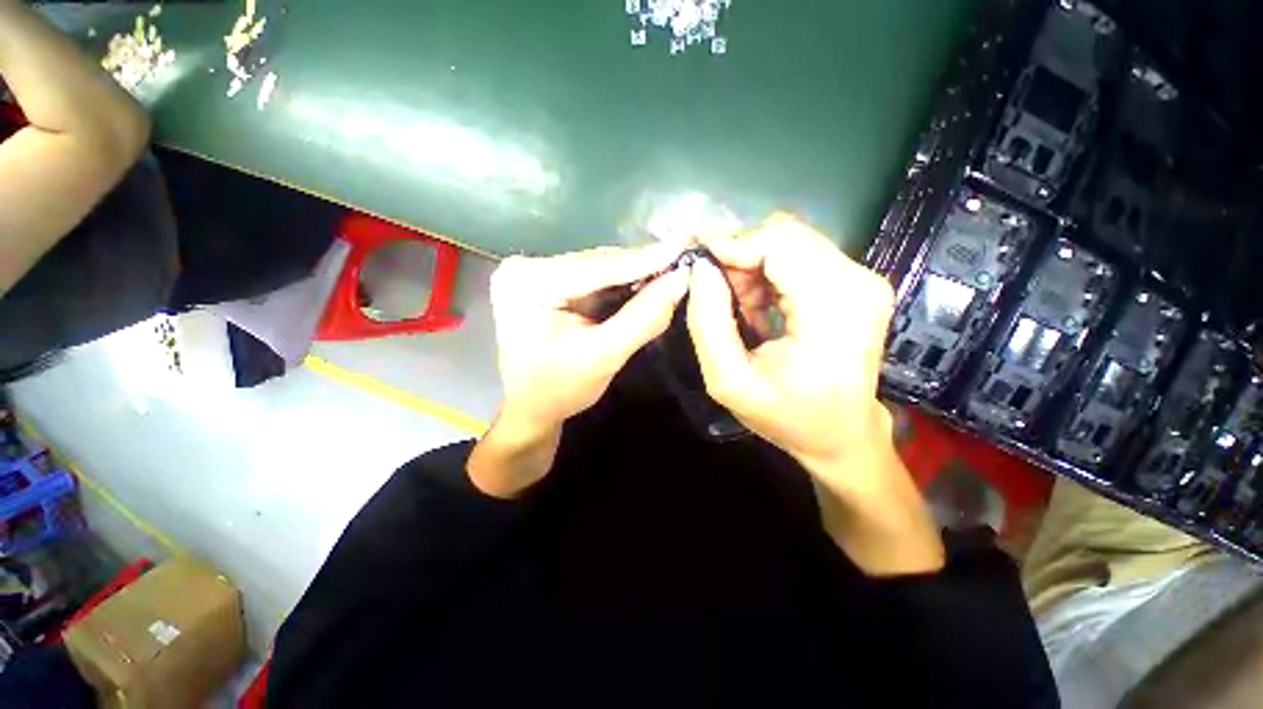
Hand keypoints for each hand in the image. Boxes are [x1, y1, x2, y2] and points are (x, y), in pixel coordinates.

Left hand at [490, 244, 688, 430]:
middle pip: (597, 263)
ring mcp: (533, 272)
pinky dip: (618, 283)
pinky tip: (642, 283)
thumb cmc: (560, 389)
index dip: (645, 259)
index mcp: (529, 284)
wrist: (531, 407)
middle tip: (682, 262)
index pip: (598, 267)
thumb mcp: (604, 357)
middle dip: (640, 267)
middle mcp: (526, 267)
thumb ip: (643, 318)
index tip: (684, 247)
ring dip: (632, 274)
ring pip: (597, 267)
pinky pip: (590, 277)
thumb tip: (680, 280)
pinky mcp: (544, 281)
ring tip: (668, 272)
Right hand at [686, 214, 942, 574]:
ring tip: (736, 304)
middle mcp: (857, 282)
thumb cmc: (786, 417)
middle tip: (713, 288)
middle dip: (740, 255)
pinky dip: (768, 273)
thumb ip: (707, 323)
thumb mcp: (729, 381)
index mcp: (833, 308)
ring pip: (790, 241)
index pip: (779, 242)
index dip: (733, 242)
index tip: (696, 258)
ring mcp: (862, 279)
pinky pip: (800, 256)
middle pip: (785, 234)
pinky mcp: (855, 282)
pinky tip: (757, 305)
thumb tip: (699, 269)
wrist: (841, 434)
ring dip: (752, 265)